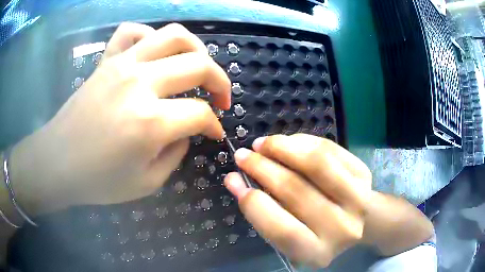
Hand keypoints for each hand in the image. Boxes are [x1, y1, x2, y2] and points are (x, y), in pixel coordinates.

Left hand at [9, 22, 230, 213]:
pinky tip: (153, 53)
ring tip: (197, 65)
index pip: (200, 114)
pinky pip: (132, 32)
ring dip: (196, 48)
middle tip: (220, 98)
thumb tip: (187, 131)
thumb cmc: (98, 181)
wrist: (57, 163)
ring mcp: (121, 65)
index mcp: (150, 123)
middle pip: (199, 65)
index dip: (214, 125)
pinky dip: (149, 36)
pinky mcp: (106, 61)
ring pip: (173, 36)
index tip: (215, 132)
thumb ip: (175, 154)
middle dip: (220, 82)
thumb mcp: (147, 183)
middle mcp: (140, 84)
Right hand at [224, 134, 371, 267]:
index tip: (233, 181)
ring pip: (316, 163)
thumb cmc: (317, 231)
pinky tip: (286, 142)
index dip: (254, 205)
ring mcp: (358, 199)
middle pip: (296, 191)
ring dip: (282, 148)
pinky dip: (302, 141)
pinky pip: (329, 149)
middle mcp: (342, 228)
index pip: (282, 230)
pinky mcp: (364, 173)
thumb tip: (235, 181)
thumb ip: (264, 213)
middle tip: (242, 156)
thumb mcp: (291, 235)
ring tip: (262, 144)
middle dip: (262, 168)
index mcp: (317, 252)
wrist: (358, 220)